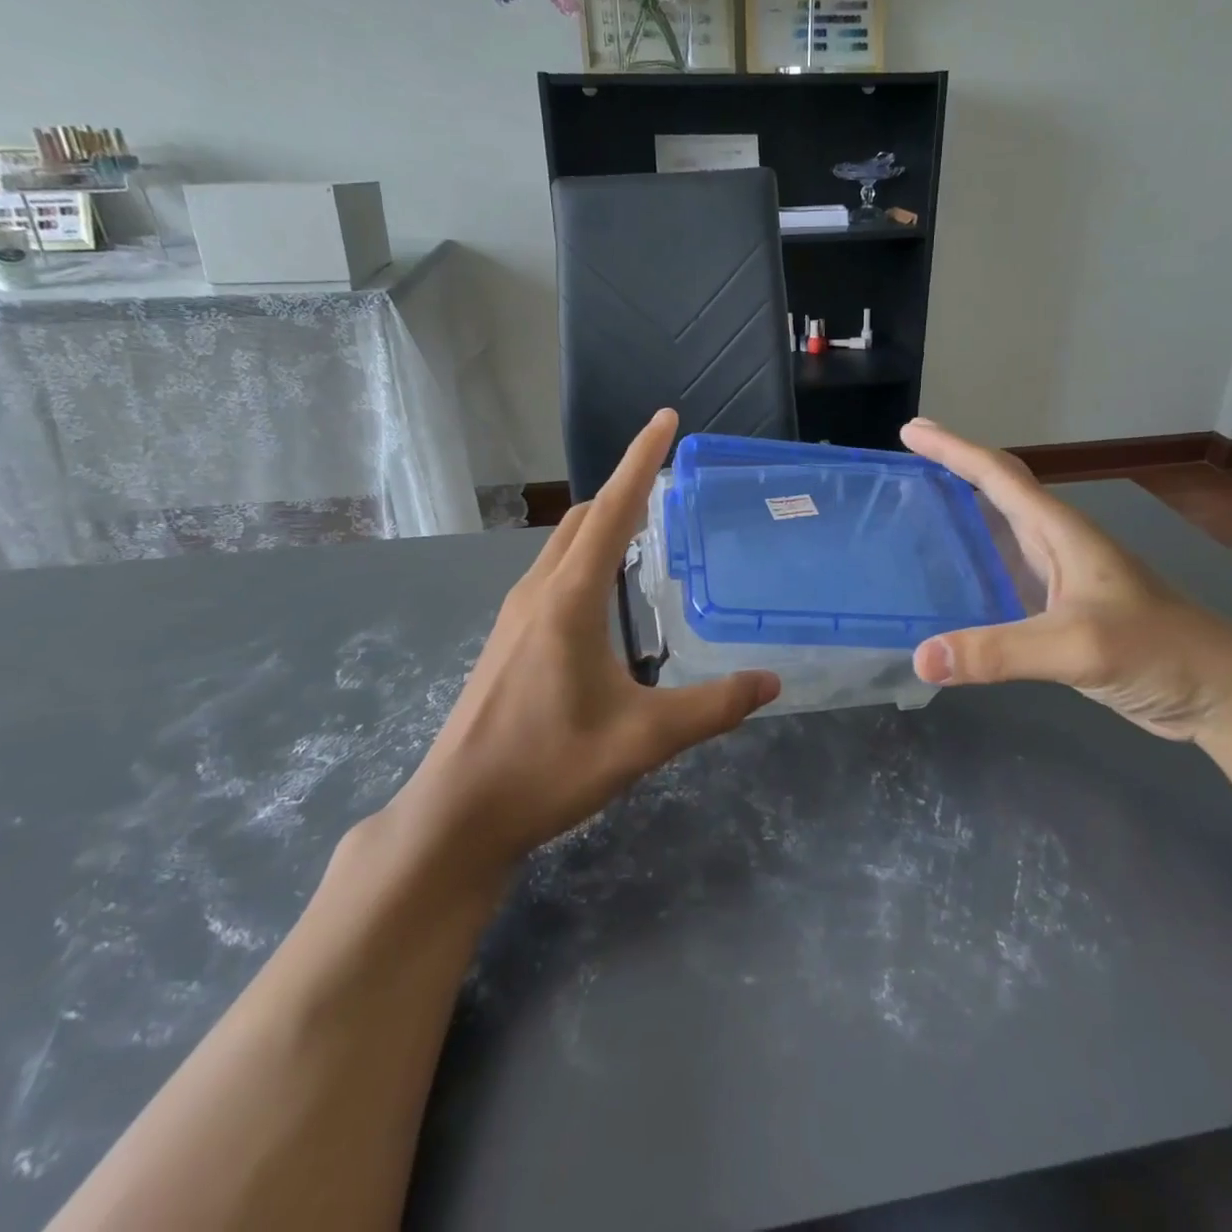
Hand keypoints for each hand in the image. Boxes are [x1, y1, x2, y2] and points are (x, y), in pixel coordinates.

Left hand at [391, 409, 779, 882]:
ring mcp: (517, 613)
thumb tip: (771, 682)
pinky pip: (554, 571)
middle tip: (671, 480)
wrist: (460, 812)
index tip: (666, 419)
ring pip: (564, 543)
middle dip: (627, 488)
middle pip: (585, 517)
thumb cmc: (549, 767)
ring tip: (647, 527)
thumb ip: (712, 708)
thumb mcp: (643, 740)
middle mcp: (539, 591)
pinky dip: (587, 554)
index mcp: (570, 599)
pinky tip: (608, 591)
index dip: (642, 460)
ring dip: (604, 522)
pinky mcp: (510, 635)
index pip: (614, 510)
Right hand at [901, 418, 1231, 741]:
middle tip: (908, 459)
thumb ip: (998, 652)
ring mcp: (1062, 579)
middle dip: (953, 469)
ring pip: (1002, 531)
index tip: (912, 431)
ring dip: (963, 513)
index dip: (954, 450)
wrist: (1221, 694)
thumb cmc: (1159, 651)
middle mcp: (1058, 546)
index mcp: (1062, 533)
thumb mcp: (1077, 647)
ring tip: (918, 511)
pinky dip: (974, 565)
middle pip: (998, 492)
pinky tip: (953, 583)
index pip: (999, 476)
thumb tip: (921, 658)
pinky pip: (1005, 574)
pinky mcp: (1062, 612)